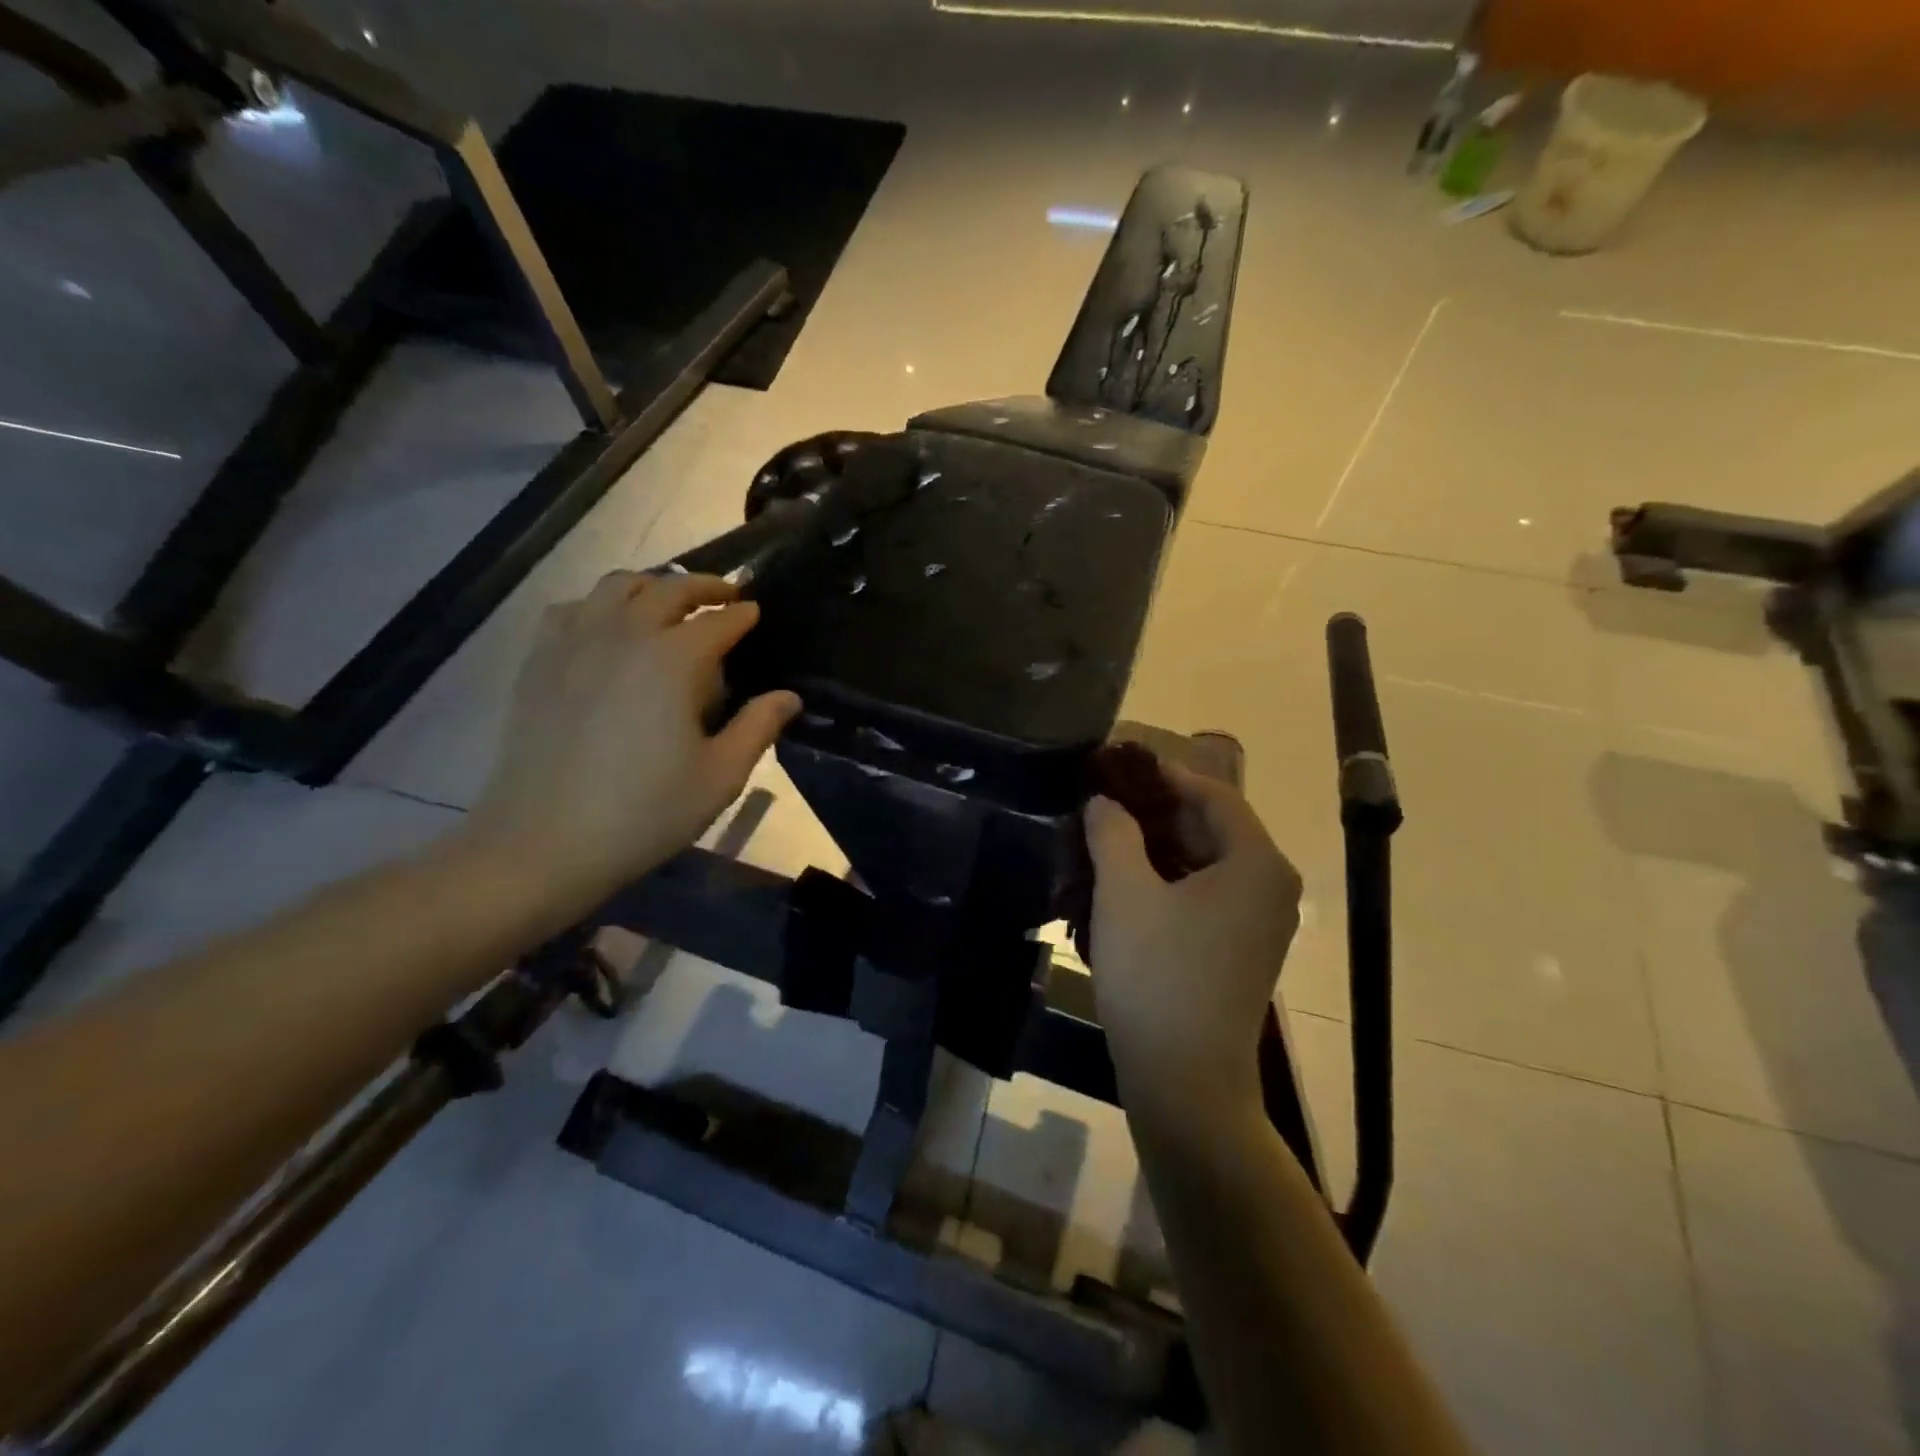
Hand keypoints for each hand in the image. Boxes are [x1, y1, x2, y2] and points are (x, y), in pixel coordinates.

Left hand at [467, 570, 800, 913]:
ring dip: (652, 586)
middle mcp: (624, 635)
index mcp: (673, 660)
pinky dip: (601, 604)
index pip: (718, 620)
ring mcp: (574, 643)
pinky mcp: (539, 661)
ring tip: (669, 602)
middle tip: (725, 596)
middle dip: (703, 587)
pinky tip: (608, 627)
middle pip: (668, 589)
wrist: (544, 842)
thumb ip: (758, 728)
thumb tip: (789, 697)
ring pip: (616, 586)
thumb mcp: (720, 777)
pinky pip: (573, 609)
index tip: (756, 613)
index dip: (742, 614)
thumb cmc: (645, 812)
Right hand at [1084, 766, 1301, 1105]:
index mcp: (1256, 863)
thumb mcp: (1124, 894)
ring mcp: (1259, 921)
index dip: (1163, 774)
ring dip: (1157, 845)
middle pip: (1212, 826)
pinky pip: (1205, 893)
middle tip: (1103, 799)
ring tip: (1104, 835)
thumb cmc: (1157, 976)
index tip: (1118, 765)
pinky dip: (1167, 879)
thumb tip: (1104, 802)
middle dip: (1156, 810)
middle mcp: (1270, 886)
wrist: (1185, 1082)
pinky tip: (1123, 880)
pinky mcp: (1240, 949)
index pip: (1213, 794)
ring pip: (1205, 861)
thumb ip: (1112, 833)